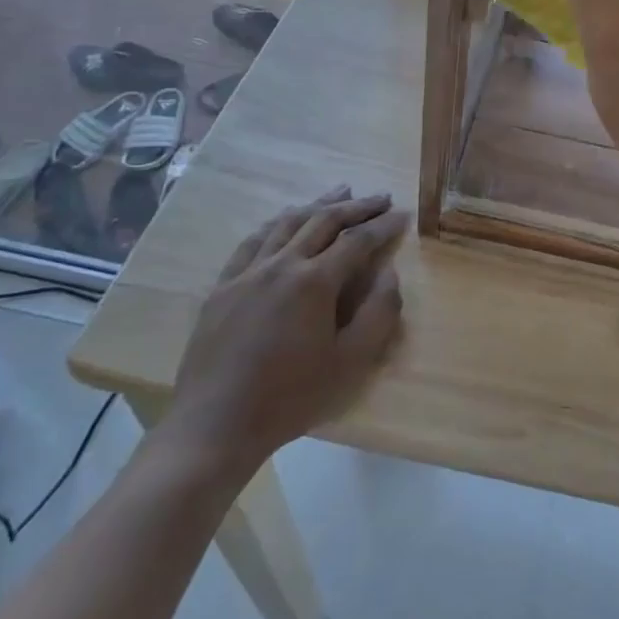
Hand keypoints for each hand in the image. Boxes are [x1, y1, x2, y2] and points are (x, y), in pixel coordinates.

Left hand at [154, 188, 405, 491]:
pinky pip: (253, 241)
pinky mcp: (223, 286)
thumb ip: (379, 314)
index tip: (402, 215)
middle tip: (380, 197)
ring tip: (340, 192)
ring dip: (318, 204)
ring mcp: (247, 272)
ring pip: (287, 222)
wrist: (215, 426)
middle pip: (324, 221)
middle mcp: (281, 264)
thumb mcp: (350, 363)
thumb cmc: (290, 398)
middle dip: (356, 206)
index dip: (383, 226)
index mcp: (315, 282)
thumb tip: (389, 274)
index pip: (357, 241)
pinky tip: (284, 219)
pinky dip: (277, 223)